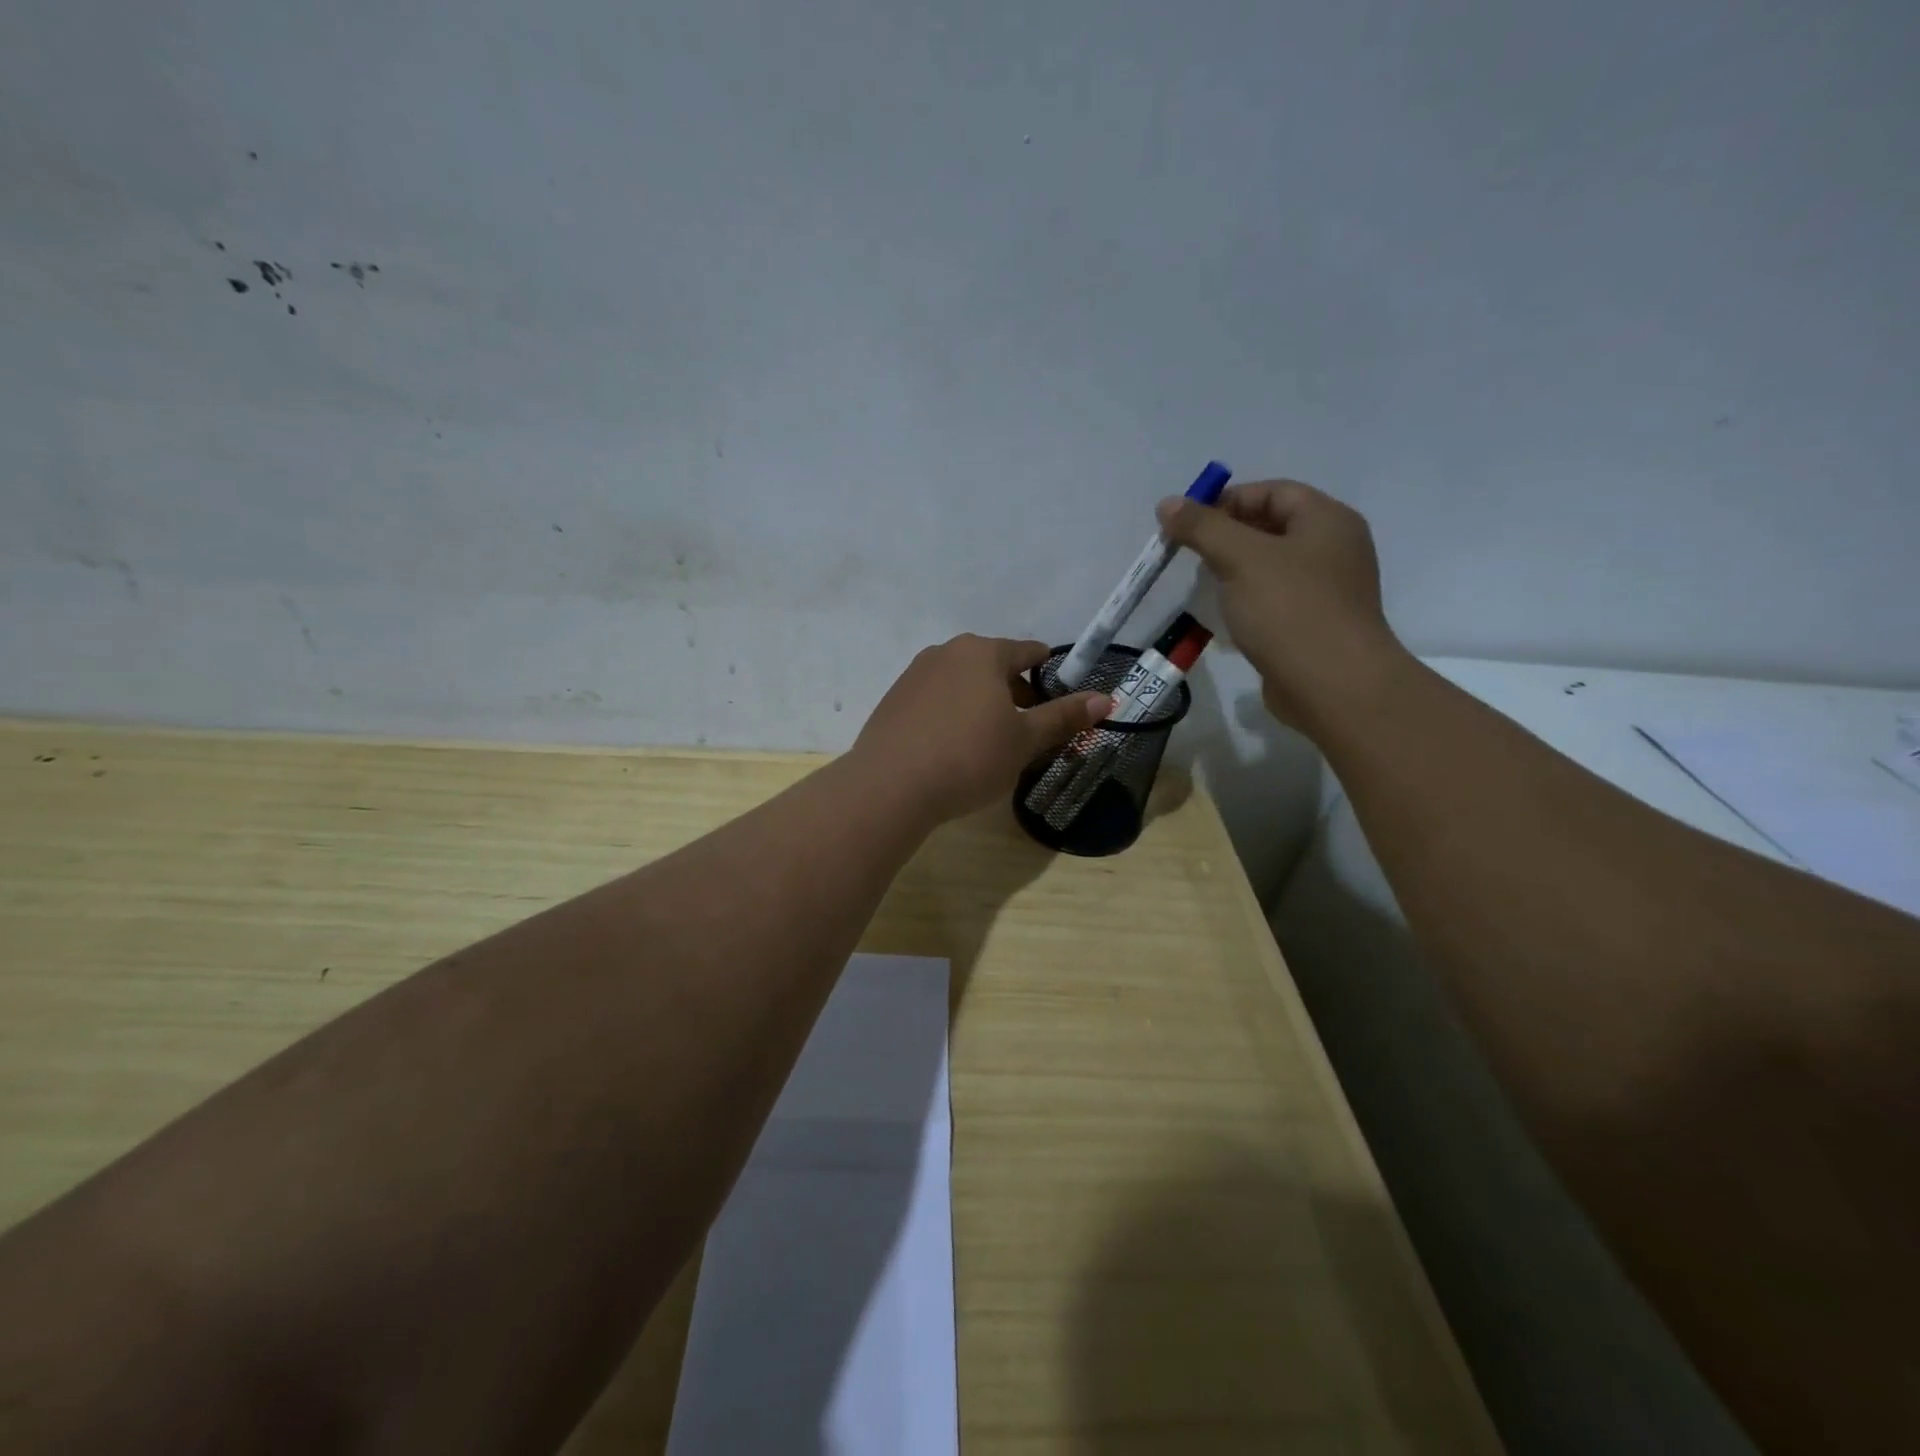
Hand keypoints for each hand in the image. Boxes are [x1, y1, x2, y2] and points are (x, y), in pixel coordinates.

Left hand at [853, 635, 1110, 823]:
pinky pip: (935, 699)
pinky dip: (951, 714)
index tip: (1057, 700)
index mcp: (983, 653)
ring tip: (989, 742)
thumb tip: (1106, 698)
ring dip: (981, 703)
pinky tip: (951, 748)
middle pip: (993, 665)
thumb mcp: (1024, 741)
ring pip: (962, 682)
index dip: (1048, 674)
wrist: (890, 786)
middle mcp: (946, 652)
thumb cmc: (969, 757)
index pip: (1028, 651)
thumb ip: (1063, 717)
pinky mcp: (893, 700)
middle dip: (1014, 692)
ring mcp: (914, 674)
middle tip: (1026, 730)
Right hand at [1157, 480, 1410, 731]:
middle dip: (1227, 536)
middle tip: (1190, 554)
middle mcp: (1333, 548)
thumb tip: (1167, 503)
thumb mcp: (1240, 558)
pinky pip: (1275, 599)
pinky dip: (1247, 600)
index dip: (1227, 500)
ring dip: (1234, 570)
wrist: (1333, 685)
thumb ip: (1202, 527)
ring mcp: (1327, 589)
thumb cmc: (1289, 610)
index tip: (1187, 523)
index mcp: (1327, 520)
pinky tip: (1225, 616)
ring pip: (1271, 566)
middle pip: (1272, 526)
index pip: (1272, 491)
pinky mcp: (1314, 624)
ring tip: (1204, 585)